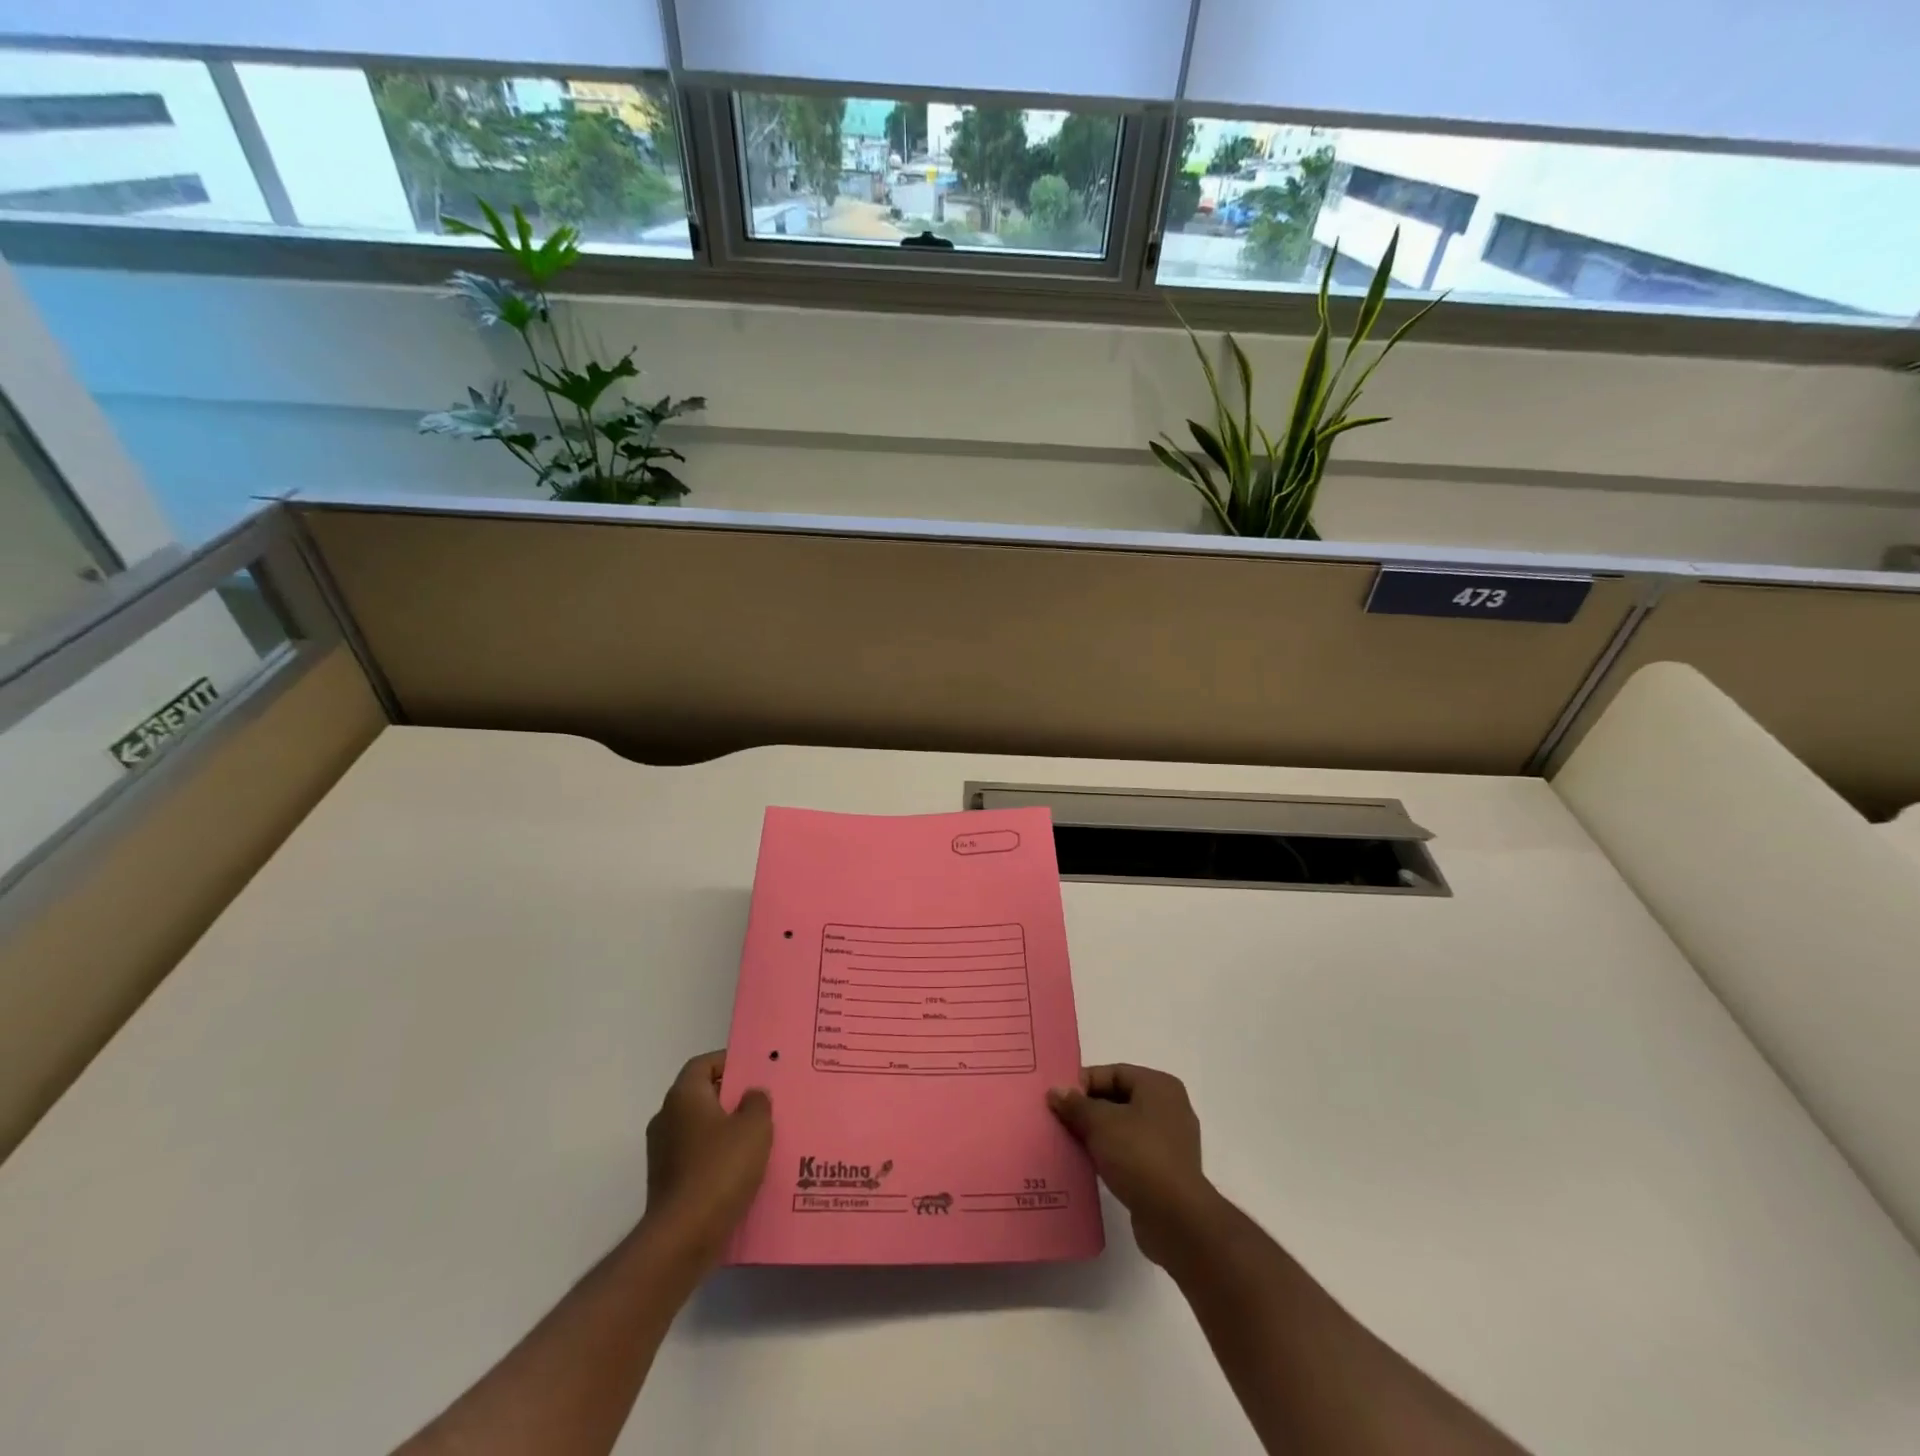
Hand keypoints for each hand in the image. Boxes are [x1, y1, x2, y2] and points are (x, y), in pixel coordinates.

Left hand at [642, 1051, 772, 1269]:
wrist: (683, 1237)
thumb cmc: (721, 1169)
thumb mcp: (755, 1126)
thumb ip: (757, 1102)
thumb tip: (751, 1095)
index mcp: (683, 1096)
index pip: (703, 1064)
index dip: (729, 1062)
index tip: (754, 1071)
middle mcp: (666, 1118)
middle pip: (701, 1095)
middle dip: (731, 1098)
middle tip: (762, 1103)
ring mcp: (662, 1153)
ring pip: (699, 1128)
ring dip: (724, 1130)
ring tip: (757, 1139)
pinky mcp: (666, 1182)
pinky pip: (695, 1157)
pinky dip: (716, 1157)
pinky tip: (741, 1170)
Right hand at [1048, 1063, 1217, 1267]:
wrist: (1175, 1218)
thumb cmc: (1139, 1155)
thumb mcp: (1100, 1123)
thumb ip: (1076, 1104)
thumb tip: (1055, 1091)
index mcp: (1159, 1086)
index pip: (1114, 1073)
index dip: (1084, 1083)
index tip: (1058, 1098)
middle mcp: (1169, 1108)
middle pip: (1119, 1099)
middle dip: (1088, 1109)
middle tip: (1059, 1119)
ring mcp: (1171, 1142)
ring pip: (1124, 1128)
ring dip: (1097, 1134)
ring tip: (1069, 1142)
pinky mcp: (1166, 1172)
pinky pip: (1131, 1153)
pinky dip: (1110, 1155)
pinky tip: (1088, 1165)